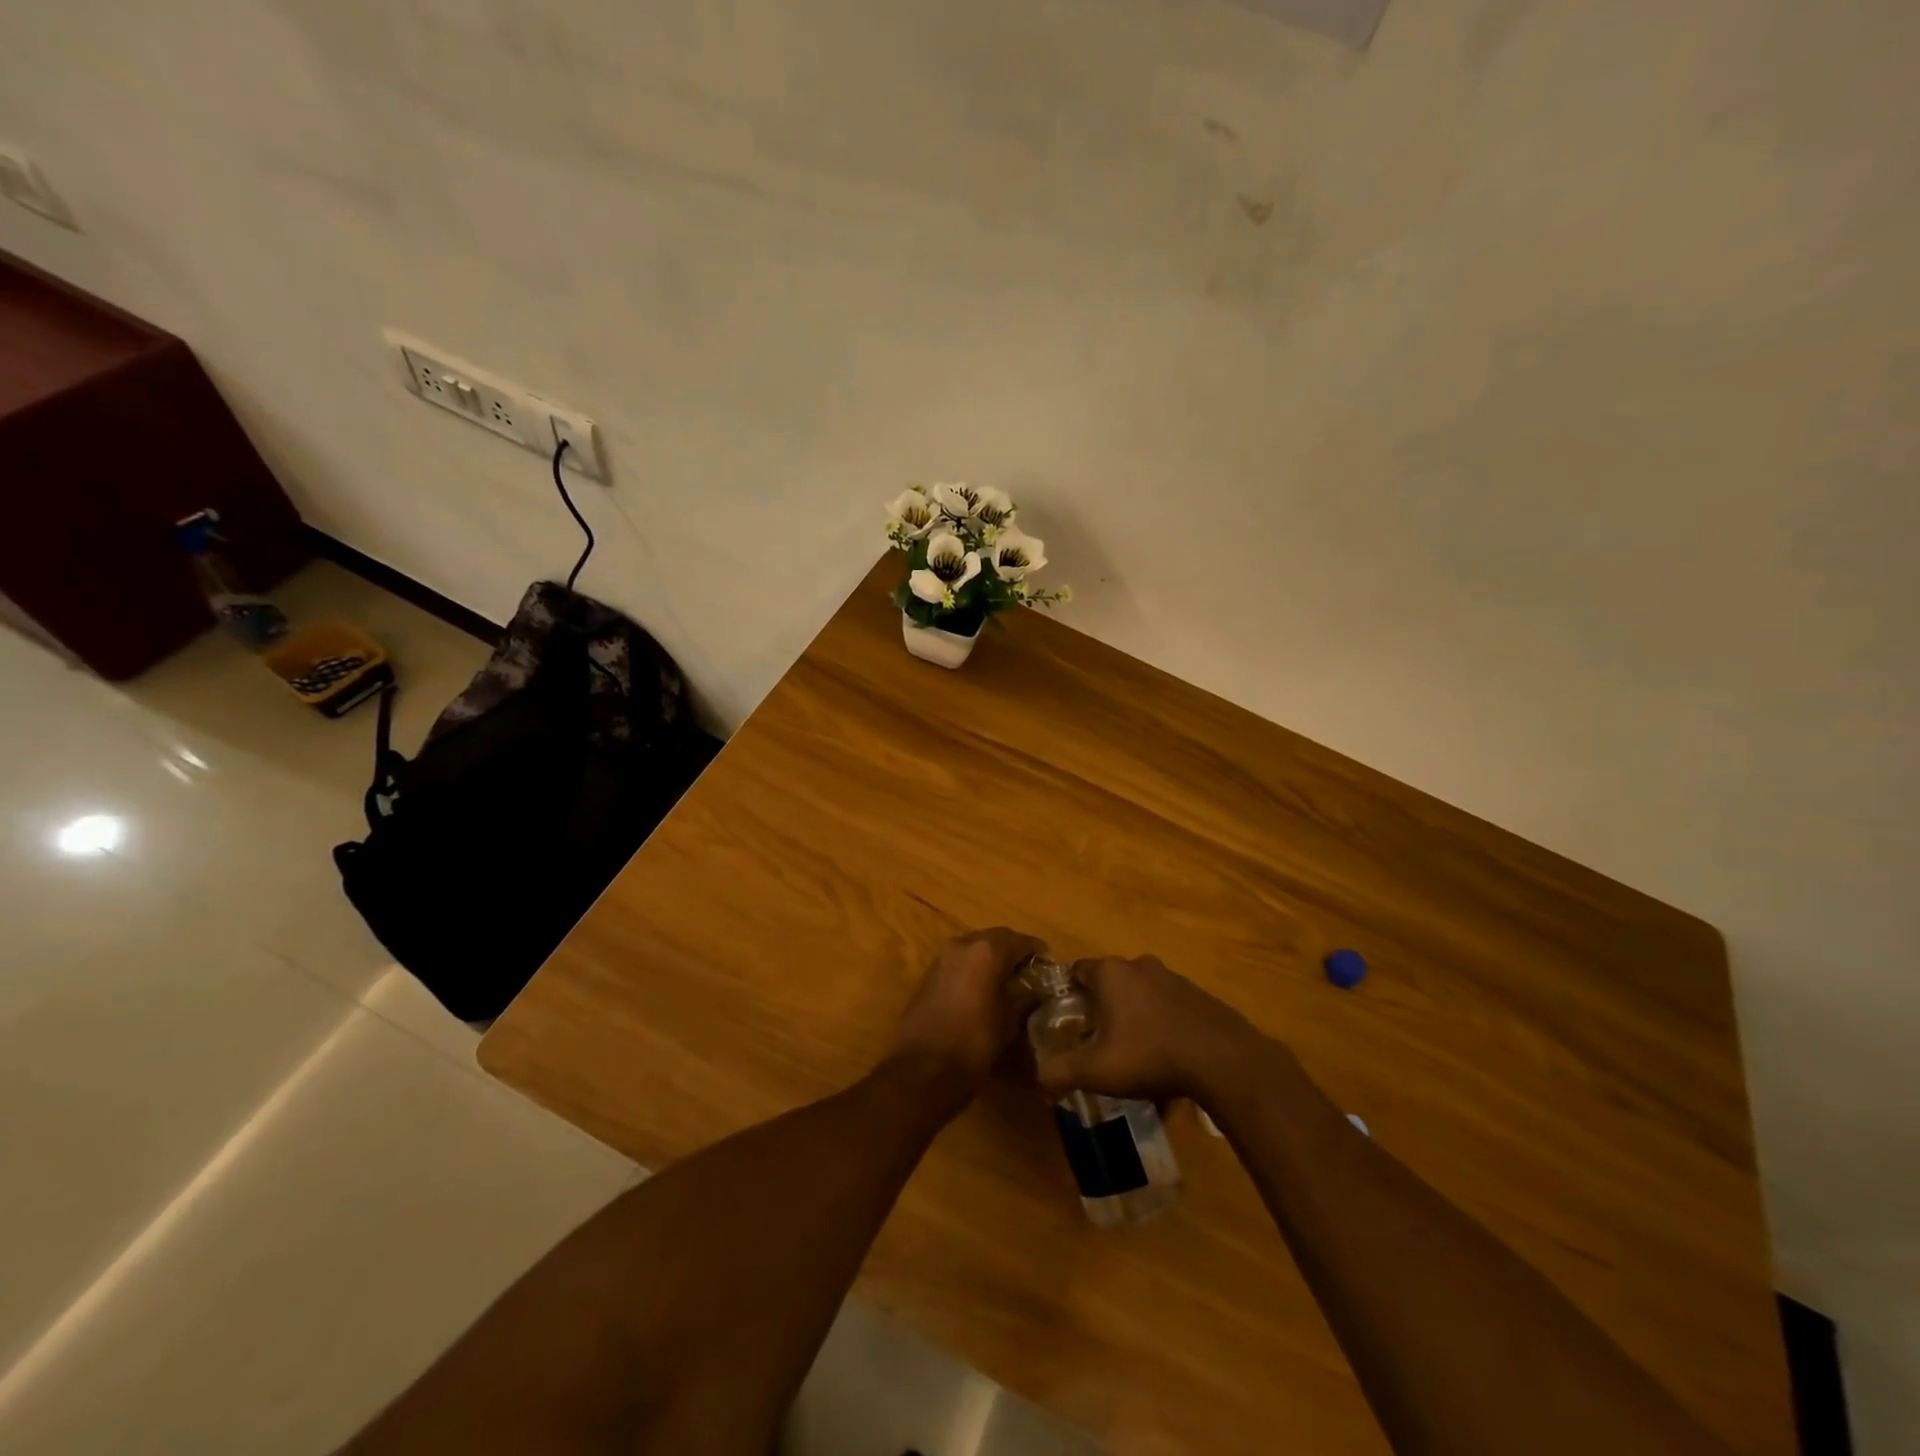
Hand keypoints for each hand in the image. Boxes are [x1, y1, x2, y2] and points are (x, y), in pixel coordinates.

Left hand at [884, 927, 1045, 1099]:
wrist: (921, 1069)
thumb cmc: (973, 1044)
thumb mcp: (1009, 1023)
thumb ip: (1023, 999)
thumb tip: (1033, 992)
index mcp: (987, 952)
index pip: (1021, 941)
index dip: (1037, 951)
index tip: (1049, 965)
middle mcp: (963, 945)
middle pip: (996, 938)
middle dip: (1013, 951)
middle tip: (1029, 971)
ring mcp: (942, 958)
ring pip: (974, 948)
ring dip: (991, 958)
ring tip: (1006, 981)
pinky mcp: (928, 974)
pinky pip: (958, 962)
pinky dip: (973, 968)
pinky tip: (981, 990)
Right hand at [1033, 955, 1268, 1105]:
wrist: (1223, 1060)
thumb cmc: (1150, 1055)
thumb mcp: (1097, 1070)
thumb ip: (1061, 1072)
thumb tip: (1039, 1079)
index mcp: (1112, 973)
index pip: (1077, 971)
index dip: (1069, 995)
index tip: (1068, 1021)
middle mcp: (1140, 965)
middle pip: (1110, 982)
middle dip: (1102, 1008)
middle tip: (1098, 1041)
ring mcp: (1173, 978)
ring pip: (1141, 995)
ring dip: (1134, 1017)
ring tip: (1134, 1054)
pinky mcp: (1199, 996)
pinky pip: (1169, 1008)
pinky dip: (1162, 1027)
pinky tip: (1166, 1060)